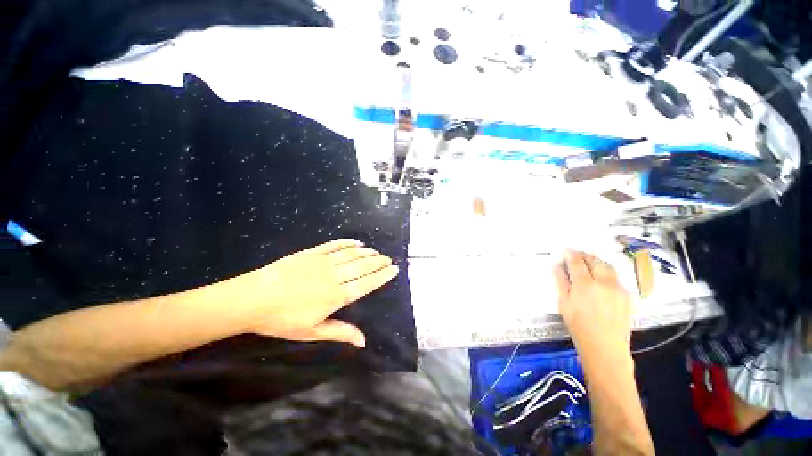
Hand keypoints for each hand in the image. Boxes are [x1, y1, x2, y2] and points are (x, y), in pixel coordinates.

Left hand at [222, 239, 398, 347]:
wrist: (253, 299)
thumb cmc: (282, 320)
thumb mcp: (312, 332)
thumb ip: (340, 333)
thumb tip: (364, 341)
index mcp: (337, 296)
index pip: (367, 283)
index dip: (382, 276)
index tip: (393, 269)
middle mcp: (335, 276)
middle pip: (363, 266)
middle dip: (378, 262)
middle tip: (388, 259)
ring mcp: (323, 262)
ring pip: (352, 254)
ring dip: (366, 252)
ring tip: (376, 252)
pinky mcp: (312, 253)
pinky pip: (334, 245)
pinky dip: (347, 243)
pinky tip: (356, 242)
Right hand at [554, 250, 631, 354]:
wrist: (605, 347)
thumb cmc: (579, 326)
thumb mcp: (564, 303)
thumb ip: (561, 281)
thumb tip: (557, 265)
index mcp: (585, 284)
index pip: (576, 261)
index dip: (570, 253)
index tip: (565, 250)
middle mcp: (604, 282)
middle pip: (594, 260)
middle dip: (584, 255)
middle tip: (575, 254)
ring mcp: (618, 288)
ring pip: (608, 267)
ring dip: (596, 261)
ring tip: (588, 262)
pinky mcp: (627, 295)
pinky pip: (615, 277)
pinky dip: (606, 272)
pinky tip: (600, 278)